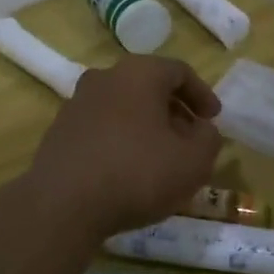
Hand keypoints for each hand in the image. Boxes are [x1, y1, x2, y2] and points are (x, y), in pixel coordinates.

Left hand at [22, 55, 222, 237]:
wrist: (62, 202)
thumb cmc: (137, 173)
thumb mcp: (193, 162)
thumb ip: (208, 140)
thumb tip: (203, 130)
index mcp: (138, 73)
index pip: (178, 71)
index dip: (202, 94)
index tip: (213, 120)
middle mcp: (105, 77)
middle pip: (148, 86)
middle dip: (174, 111)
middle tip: (190, 140)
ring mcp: (77, 102)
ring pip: (123, 106)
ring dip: (146, 126)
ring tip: (160, 158)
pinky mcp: (60, 129)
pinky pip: (101, 126)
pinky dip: (120, 139)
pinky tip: (127, 170)